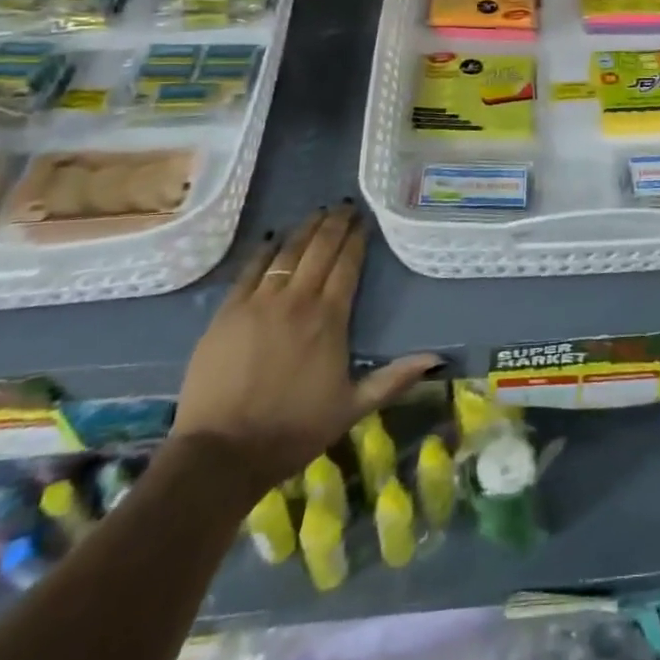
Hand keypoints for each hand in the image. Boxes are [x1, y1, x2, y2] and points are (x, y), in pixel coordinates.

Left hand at [170, 202, 440, 495]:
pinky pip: (250, 270)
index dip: (357, 239)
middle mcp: (297, 300)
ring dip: (305, 229)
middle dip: (334, 224)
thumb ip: (395, 378)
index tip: (364, 220)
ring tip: (317, 212)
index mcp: (329, 319)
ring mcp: (258, 303)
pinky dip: (264, 250)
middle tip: (345, 205)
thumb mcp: (353, 407)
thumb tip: (437, 359)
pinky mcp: (228, 312)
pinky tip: (273, 237)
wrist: (222, 453)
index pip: (348, 265)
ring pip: (287, 253)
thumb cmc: (294, 429)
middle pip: (319, 250)